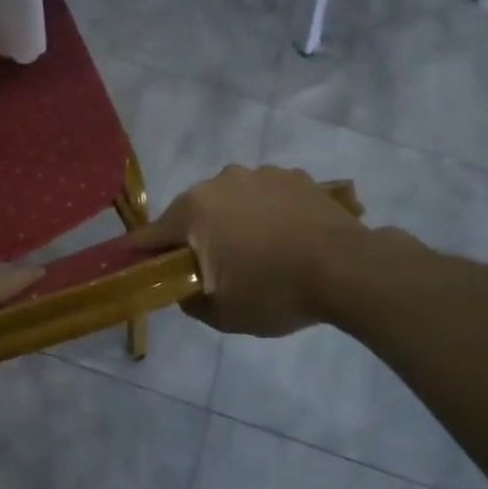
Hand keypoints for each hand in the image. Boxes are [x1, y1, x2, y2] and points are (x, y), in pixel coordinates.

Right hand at [128, 165, 417, 336]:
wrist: (349, 269)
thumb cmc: (275, 291)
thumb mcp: (224, 314)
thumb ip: (191, 301)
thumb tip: (185, 289)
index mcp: (193, 211)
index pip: (151, 234)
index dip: (142, 252)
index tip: (138, 265)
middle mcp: (219, 182)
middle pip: (192, 212)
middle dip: (196, 236)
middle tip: (214, 267)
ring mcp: (259, 174)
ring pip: (231, 200)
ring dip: (234, 221)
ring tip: (260, 251)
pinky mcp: (294, 176)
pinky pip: (266, 195)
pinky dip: (268, 212)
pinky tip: (288, 237)